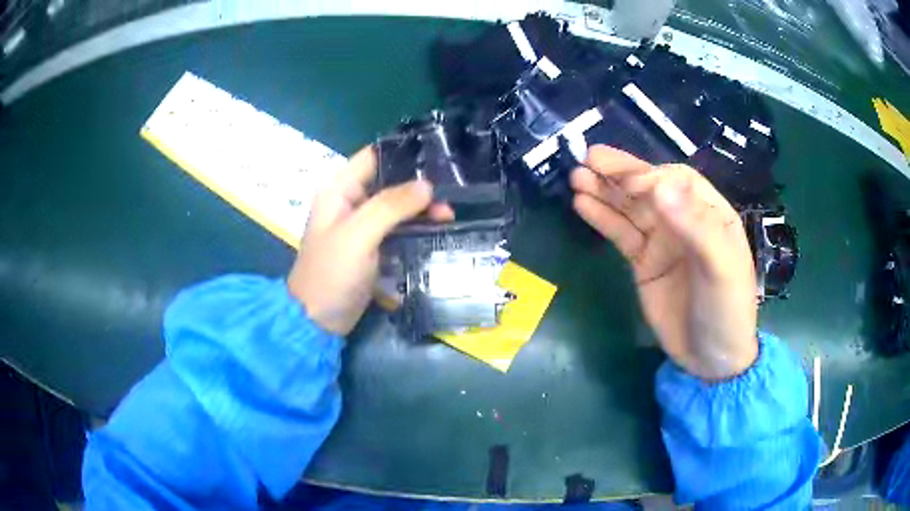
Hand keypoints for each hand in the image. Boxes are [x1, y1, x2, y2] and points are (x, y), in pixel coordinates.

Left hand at [288, 146, 452, 334]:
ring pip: (397, 208)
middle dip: (419, 188)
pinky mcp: (371, 248)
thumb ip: (391, 206)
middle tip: (449, 198)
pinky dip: (415, 231)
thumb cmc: (331, 274)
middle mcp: (350, 203)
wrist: (318, 321)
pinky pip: (397, 231)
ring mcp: (361, 227)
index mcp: (339, 190)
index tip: (437, 156)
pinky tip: (436, 234)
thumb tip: (427, 185)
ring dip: (420, 212)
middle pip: (390, 183)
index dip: (403, 154)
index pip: (373, 157)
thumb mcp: (358, 235)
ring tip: (448, 218)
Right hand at [570, 145, 757, 380]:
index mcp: (710, 214)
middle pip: (650, 188)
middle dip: (620, 173)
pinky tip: (582, 204)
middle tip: (587, 159)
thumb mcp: (721, 269)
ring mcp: (662, 241)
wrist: (711, 361)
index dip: (650, 176)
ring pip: (630, 208)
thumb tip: (659, 184)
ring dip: (604, 191)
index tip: (626, 182)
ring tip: (576, 177)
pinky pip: (621, 234)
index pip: (678, 181)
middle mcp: (684, 221)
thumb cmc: (727, 311)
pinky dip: (602, 218)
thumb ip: (695, 226)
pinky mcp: (644, 263)